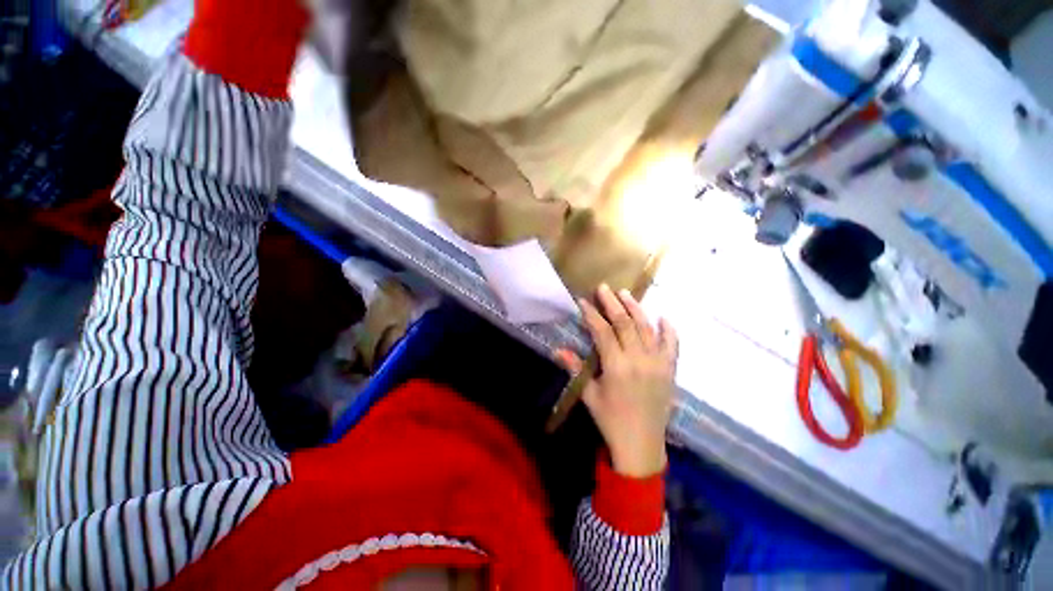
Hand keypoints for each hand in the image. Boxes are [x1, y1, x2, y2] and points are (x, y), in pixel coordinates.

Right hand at [555, 284, 678, 477]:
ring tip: (625, 293)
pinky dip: (668, 330)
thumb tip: (558, 350)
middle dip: (612, 303)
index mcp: (617, 366)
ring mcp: (658, 363)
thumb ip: (575, 368)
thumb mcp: (589, 394)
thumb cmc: (611, 420)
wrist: (642, 445)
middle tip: (604, 288)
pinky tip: (662, 317)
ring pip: (647, 328)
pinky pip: (672, 345)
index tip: (583, 301)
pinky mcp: (670, 370)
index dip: (592, 314)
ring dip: (635, 309)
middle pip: (625, 323)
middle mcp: (639, 359)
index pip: (603, 331)